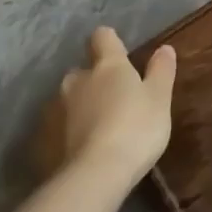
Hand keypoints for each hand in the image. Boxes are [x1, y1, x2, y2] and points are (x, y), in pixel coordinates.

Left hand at [39, 28, 174, 191]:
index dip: (110, 42)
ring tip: (100, 127)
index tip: (121, 53)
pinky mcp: (47, 138)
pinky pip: (61, 127)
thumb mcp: (160, 98)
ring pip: (70, 99)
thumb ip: (161, 71)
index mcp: (108, 66)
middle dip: (95, 80)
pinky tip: (86, 147)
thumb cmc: (136, 128)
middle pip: (83, 70)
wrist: (96, 174)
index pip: (102, 37)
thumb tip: (164, 48)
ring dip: (82, 106)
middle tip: (115, 99)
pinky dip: (72, 131)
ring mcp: (59, 109)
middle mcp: (78, 80)